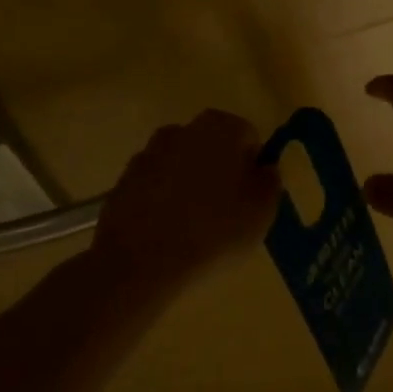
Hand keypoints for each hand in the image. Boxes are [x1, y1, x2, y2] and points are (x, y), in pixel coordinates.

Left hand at [92, 109, 279, 283]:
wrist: (141, 263)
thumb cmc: (215, 230)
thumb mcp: (264, 210)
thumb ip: (270, 181)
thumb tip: (263, 170)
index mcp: (221, 127)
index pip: (247, 136)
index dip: (253, 166)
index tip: (251, 196)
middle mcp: (182, 130)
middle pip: (211, 147)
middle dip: (219, 171)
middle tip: (226, 210)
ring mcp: (147, 155)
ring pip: (180, 165)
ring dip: (188, 185)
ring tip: (195, 226)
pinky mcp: (122, 182)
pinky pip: (154, 187)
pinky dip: (162, 201)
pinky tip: (167, 233)